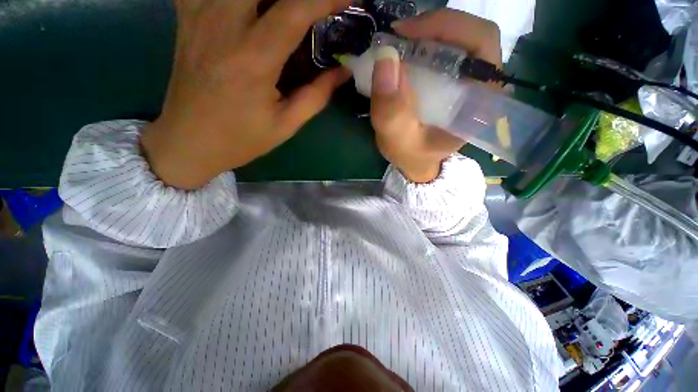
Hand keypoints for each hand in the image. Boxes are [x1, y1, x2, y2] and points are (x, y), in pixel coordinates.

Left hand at [141, 0, 351, 188]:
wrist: (189, 142)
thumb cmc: (241, 139)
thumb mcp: (285, 125)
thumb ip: (316, 96)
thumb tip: (342, 72)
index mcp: (254, 59)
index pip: (295, 11)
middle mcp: (224, 27)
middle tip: (312, 6)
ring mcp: (199, 17)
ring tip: (282, 9)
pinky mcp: (186, 20)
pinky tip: (244, 8)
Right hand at [370, 10, 501, 182]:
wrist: (416, 161)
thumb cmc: (411, 155)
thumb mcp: (398, 141)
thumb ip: (392, 111)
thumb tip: (385, 57)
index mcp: (480, 102)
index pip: (481, 43)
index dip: (446, 27)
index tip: (405, 35)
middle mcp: (482, 86)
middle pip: (471, 35)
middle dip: (433, 27)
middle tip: (398, 36)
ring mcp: (469, 81)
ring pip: (458, 39)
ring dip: (426, 35)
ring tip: (398, 44)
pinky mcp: (454, 81)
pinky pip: (445, 50)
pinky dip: (423, 45)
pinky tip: (405, 54)